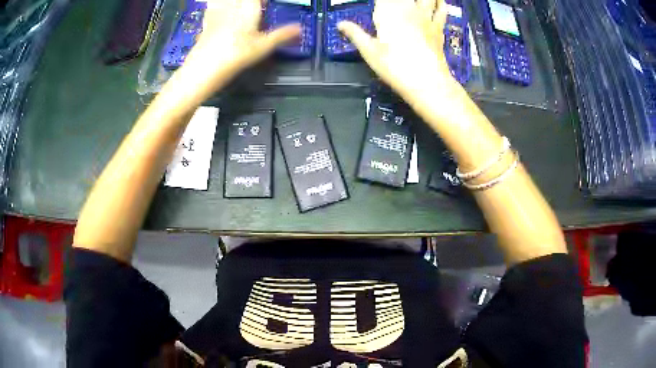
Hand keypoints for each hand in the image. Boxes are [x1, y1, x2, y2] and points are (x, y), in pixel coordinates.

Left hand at [179, 0, 300, 88]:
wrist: (204, 68)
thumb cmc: (236, 56)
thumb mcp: (263, 47)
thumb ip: (282, 35)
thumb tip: (300, 29)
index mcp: (248, 7)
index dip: (262, 2)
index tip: (266, 5)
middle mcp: (232, 5)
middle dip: (251, 2)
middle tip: (258, 8)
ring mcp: (217, 11)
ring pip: (224, 0)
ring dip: (234, 2)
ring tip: (241, 7)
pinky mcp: (206, 20)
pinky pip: (212, 4)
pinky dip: (217, 4)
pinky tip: (220, 7)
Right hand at [339, 0, 455, 100]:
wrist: (427, 82)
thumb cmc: (394, 66)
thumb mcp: (369, 51)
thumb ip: (355, 33)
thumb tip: (340, 24)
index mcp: (388, 11)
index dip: (379, 1)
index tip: (376, 5)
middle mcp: (408, 8)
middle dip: (393, 0)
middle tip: (388, 5)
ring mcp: (426, 17)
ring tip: (410, 2)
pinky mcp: (439, 27)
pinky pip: (441, 9)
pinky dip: (439, 2)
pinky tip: (437, 0)